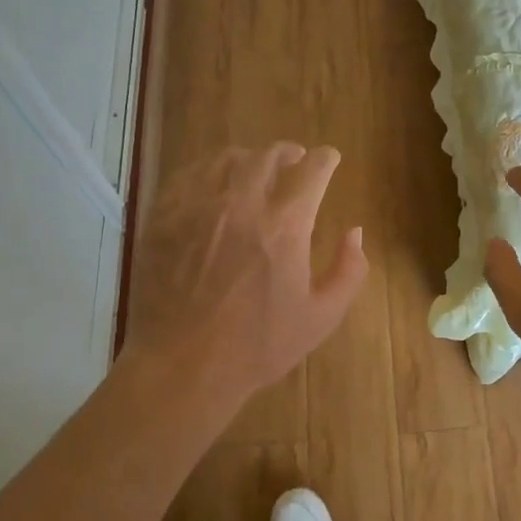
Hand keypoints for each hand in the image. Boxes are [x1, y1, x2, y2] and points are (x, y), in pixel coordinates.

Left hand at [122, 144, 367, 405]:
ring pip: (226, 159)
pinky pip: (189, 175)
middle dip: (287, 153)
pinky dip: (208, 172)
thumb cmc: (258, 346)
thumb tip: (355, 233)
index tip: (329, 159)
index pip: (312, 169)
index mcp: (286, 225)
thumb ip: (348, 270)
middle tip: (293, 161)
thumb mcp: (322, 317)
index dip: (325, 159)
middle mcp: (242, 203)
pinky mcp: (165, 217)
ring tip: (252, 171)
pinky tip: (212, 185)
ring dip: (248, 159)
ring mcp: (198, 207)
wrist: (182, 366)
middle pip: (268, 155)